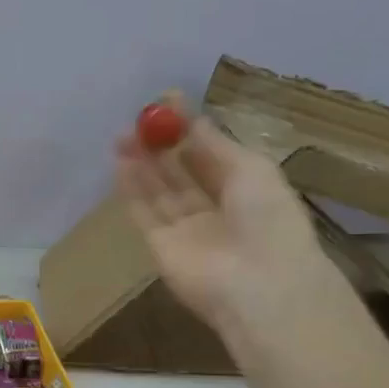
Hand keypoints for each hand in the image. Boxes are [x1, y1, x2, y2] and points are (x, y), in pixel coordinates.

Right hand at [114, 92, 333, 334]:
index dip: (188, 129)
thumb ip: (216, 145)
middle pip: (180, 171)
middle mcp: (215, 207)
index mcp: (246, 188)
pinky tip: (121, 164)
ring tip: (122, 136)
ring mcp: (186, 229)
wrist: (258, 284)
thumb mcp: (251, 169)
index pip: (211, 153)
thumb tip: (192, 121)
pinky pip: (144, 213)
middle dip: (159, 146)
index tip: (166, 102)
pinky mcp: (160, 246)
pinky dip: (132, 189)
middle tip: (137, 121)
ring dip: (141, 164)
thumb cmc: (268, 219)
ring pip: (159, 190)